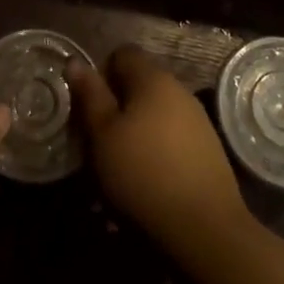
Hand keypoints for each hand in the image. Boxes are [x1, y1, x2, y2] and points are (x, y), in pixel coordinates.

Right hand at [67, 46, 249, 252]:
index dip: (101, 74)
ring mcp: (197, 119)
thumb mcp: (103, 134)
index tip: (90, 107)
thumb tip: (75, 60)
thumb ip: (90, 94)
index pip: (122, 54)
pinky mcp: (208, 150)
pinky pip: (172, 139)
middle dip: (117, 108)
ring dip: (136, 133)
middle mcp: (178, 89)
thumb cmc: (143, 174)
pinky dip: (156, 152)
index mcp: (153, 78)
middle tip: (99, 143)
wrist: (205, 229)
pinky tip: (148, 184)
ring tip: (121, 170)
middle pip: (139, 85)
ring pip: (155, 114)